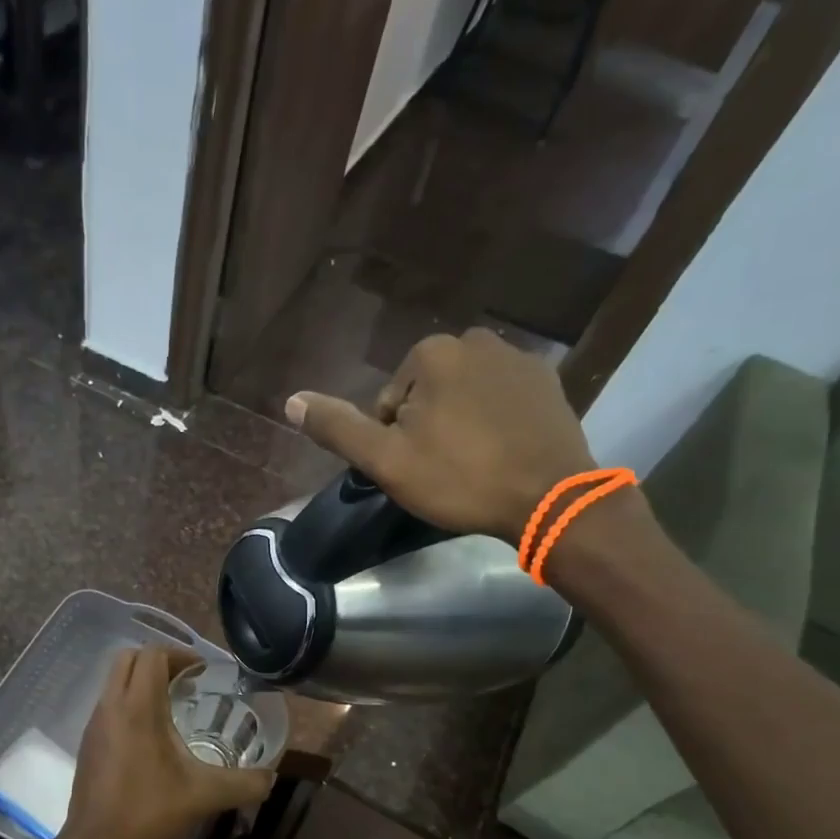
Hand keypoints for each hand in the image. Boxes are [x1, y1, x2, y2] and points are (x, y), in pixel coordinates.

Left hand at [54, 647, 275, 838]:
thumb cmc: (147, 811)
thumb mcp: (204, 796)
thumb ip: (243, 784)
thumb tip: (271, 778)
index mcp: (138, 708)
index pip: (153, 654)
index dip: (180, 655)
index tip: (203, 672)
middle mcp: (111, 706)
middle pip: (129, 658)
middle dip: (159, 661)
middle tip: (187, 682)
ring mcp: (94, 723)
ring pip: (114, 680)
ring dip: (142, 681)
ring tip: (172, 707)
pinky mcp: (88, 742)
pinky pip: (109, 704)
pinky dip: (129, 703)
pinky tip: (151, 737)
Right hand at [284, 328, 596, 541]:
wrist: (548, 498)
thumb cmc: (460, 479)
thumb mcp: (386, 460)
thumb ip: (338, 428)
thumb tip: (291, 401)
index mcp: (431, 353)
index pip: (389, 402)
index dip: (394, 441)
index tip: (416, 469)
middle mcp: (475, 340)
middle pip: (427, 393)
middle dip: (428, 427)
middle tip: (444, 469)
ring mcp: (517, 358)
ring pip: (464, 394)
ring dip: (460, 423)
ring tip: (474, 464)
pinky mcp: (548, 381)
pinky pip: (501, 398)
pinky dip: (495, 421)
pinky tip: (503, 452)